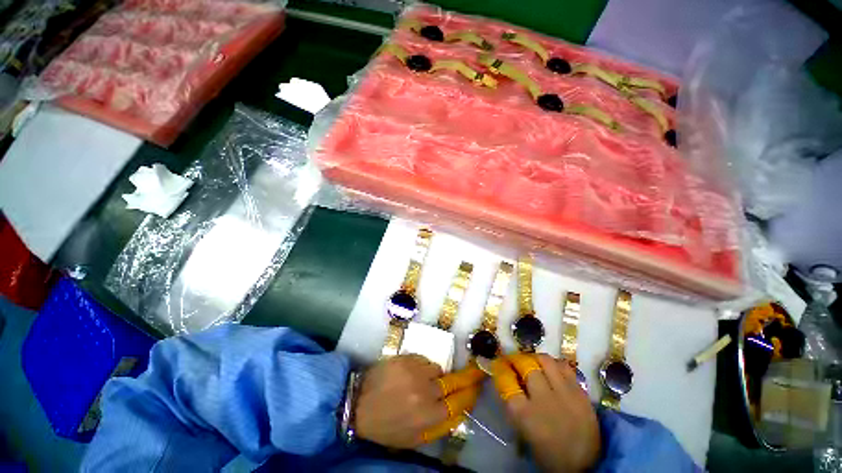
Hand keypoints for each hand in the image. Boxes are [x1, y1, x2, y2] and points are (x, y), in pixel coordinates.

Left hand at [355, 354, 484, 448]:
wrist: (358, 403)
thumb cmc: (386, 426)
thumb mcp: (413, 438)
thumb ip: (438, 426)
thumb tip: (458, 410)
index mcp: (428, 416)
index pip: (459, 402)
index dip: (471, 393)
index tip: (478, 386)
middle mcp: (425, 391)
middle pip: (453, 381)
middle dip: (467, 377)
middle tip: (476, 370)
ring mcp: (415, 371)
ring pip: (437, 369)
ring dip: (434, 375)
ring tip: (421, 381)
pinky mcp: (406, 358)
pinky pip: (423, 360)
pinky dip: (422, 366)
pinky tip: (410, 373)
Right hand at [492, 353, 599, 471]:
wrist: (587, 465)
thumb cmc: (549, 453)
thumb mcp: (525, 431)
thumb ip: (515, 405)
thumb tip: (509, 380)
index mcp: (525, 415)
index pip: (507, 381)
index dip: (500, 369)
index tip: (499, 364)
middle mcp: (544, 399)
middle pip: (526, 366)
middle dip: (516, 359)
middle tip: (513, 360)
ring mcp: (564, 393)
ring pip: (545, 360)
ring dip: (534, 358)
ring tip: (532, 361)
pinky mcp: (580, 392)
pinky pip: (564, 367)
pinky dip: (554, 363)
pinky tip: (551, 368)